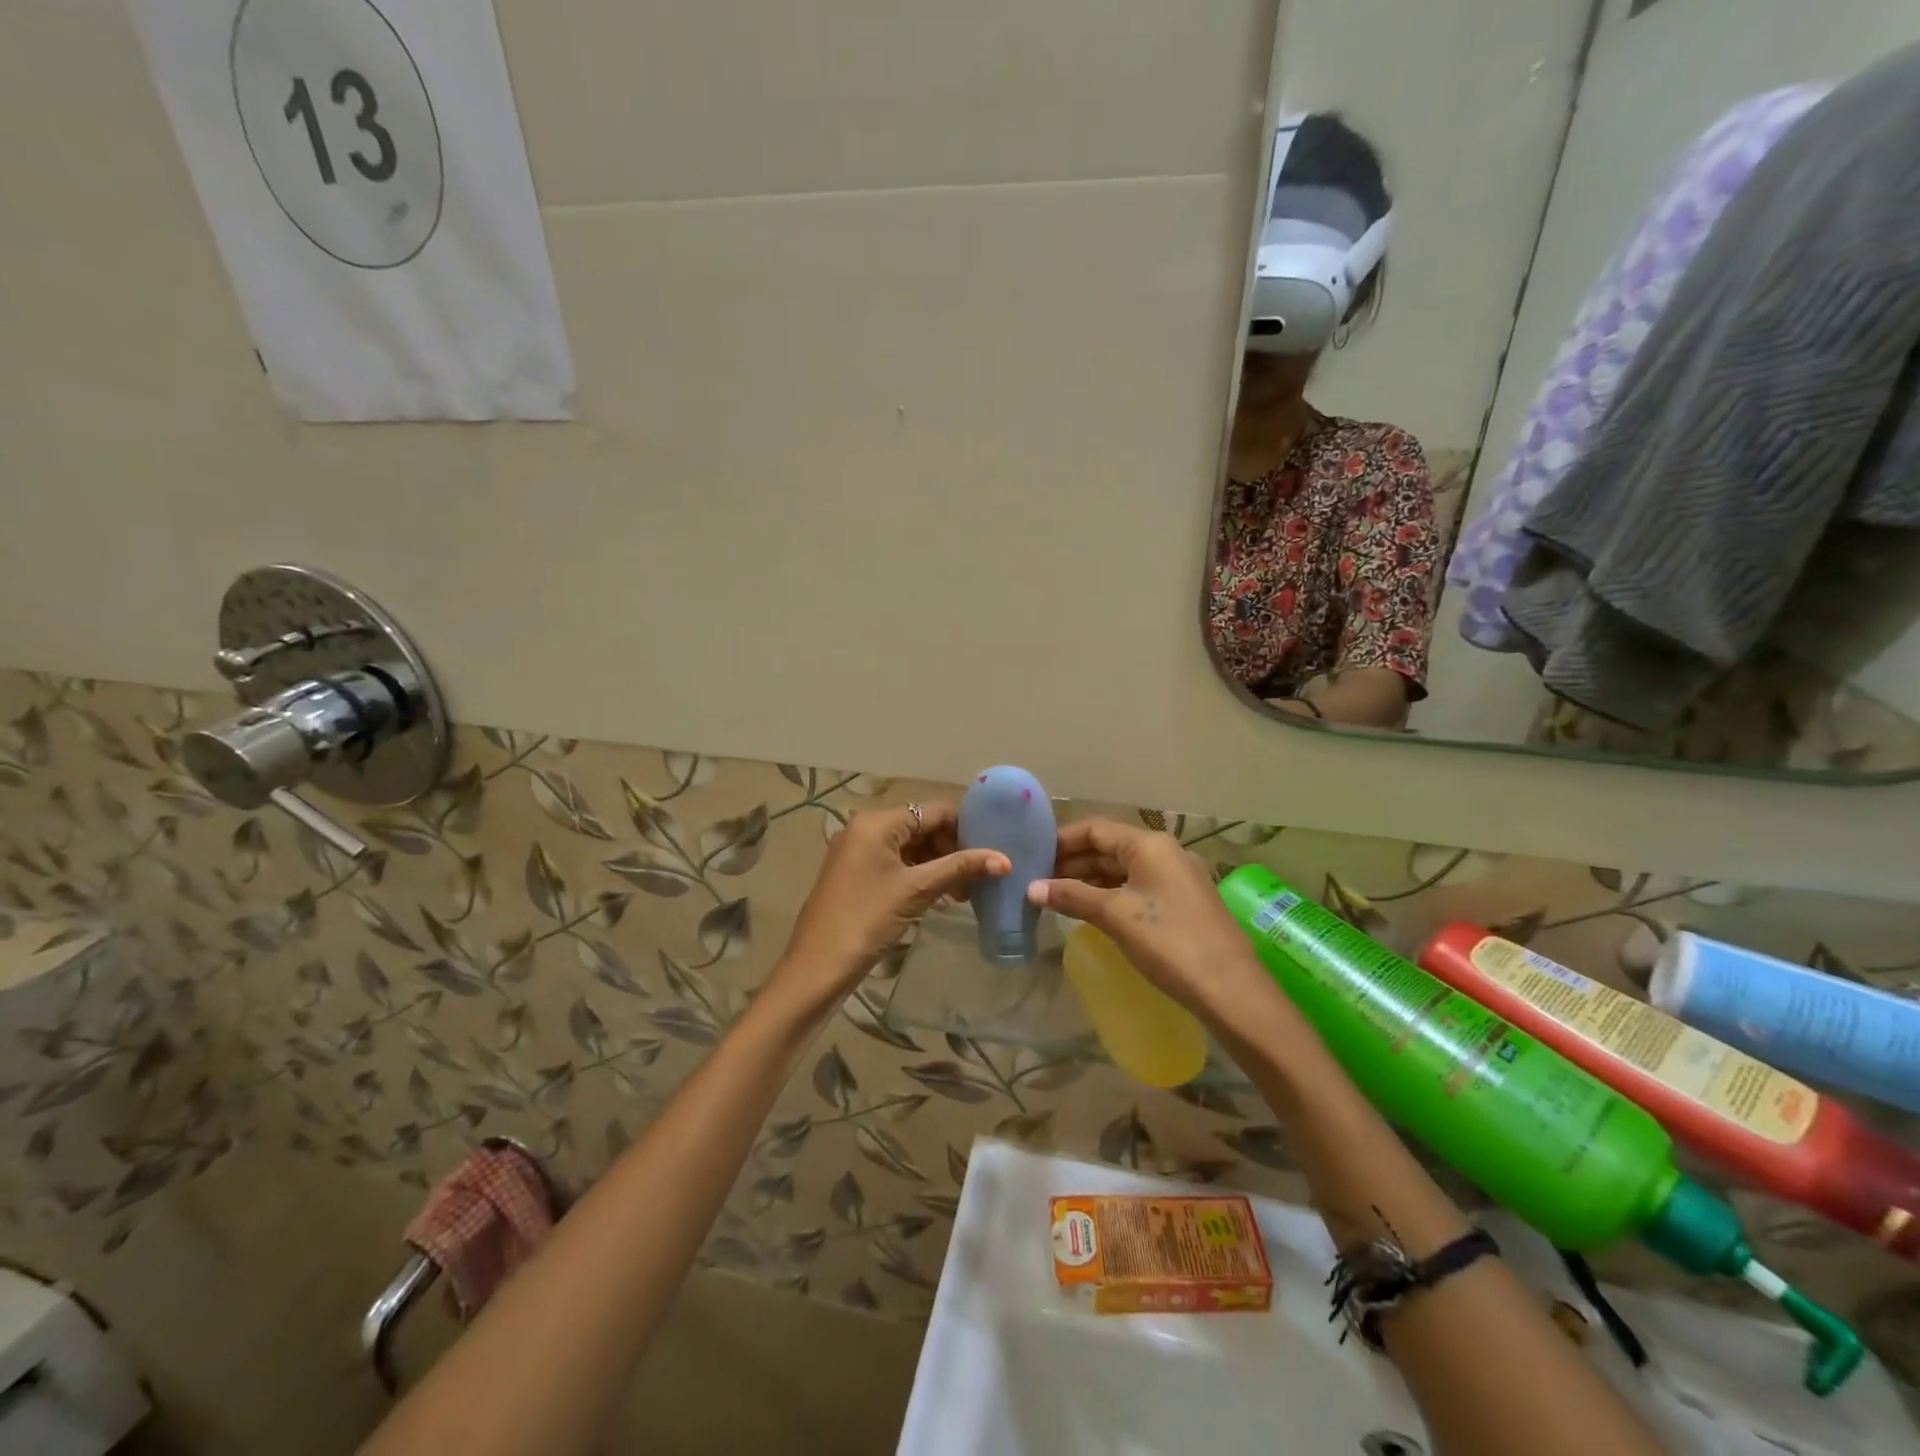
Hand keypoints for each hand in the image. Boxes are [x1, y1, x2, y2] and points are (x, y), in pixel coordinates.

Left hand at [773, 802, 1008, 1010]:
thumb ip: (959, 868)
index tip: (993, 850)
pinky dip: (920, 876)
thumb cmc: (867, 919)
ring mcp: (858, 852)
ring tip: (964, 893)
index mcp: (877, 822)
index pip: (933, 811)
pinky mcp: (857, 874)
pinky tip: (941, 898)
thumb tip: (1004, 860)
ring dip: (939, 865)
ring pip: (911, 847)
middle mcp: (865, 828)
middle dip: (953, 850)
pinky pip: (897, 864)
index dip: (966, 828)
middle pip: (922, 827)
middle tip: (979, 878)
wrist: (818, 965)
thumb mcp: (917, 890)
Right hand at [1027, 818, 1270, 1026]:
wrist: (1230, 988)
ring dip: (1090, 880)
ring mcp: (1176, 877)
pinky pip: (1137, 887)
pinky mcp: (1182, 902)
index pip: (1095, 829)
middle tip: (1038, 881)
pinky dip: (1110, 894)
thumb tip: (1030, 888)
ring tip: (1056, 897)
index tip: (1032, 857)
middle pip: (1108, 847)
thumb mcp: (1114, 915)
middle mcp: (1164, 852)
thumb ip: (1072, 896)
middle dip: (1073, 862)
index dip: (1062, 841)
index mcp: (1148, 845)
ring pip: (1123, 869)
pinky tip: (1090, 911)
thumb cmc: (1168, 941)